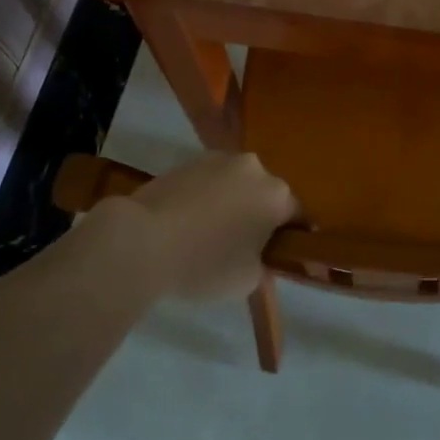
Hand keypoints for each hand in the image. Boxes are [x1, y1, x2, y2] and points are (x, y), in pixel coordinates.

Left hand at [83, 152, 299, 299]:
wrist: (141, 241)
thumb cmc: (204, 264)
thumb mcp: (248, 279)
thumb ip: (264, 262)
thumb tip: (259, 254)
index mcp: (277, 194)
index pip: (298, 216)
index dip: (293, 238)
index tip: (282, 256)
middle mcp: (254, 168)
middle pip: (266, 194)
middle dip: (261, 216)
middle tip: (246, 246)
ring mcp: (218, 159)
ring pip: (237, 185)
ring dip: (233, 204)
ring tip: (212, 234)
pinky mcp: (187, 161)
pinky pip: (209, 182)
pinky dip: (207, 198)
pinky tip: (189, 223)